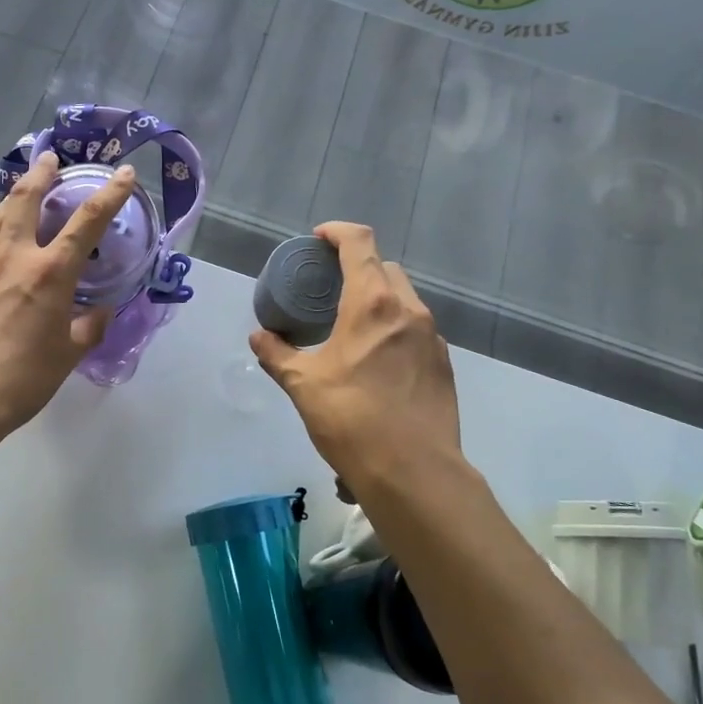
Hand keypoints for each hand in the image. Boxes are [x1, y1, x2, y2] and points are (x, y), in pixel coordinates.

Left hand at [0, 153, 135, 434]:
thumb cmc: (22, 379)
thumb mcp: (68, 355)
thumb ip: (88, 327)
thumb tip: (100, 311)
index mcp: (50, 273)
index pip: (86, 221)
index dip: (109, 194)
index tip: (122, 173)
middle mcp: (15, 256)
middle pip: (28, 199)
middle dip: (42, 174)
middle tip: (51, 158)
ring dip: (15, 193)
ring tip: (24, 185)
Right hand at [250, 222, 461, 494]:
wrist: (413, 472)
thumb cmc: (351, 419)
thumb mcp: (302, 385)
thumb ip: (277, 354)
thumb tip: (258, 337)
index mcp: (372, 303)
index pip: (359, 243)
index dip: (337, 232)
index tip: (318, 239)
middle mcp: (408, 310)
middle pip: (385, 267)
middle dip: (358, 266)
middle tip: (329, 286)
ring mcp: (432, 336)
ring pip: (405, 298)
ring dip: (379, 297)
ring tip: (352, 324)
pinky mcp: (444, 363)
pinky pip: (417, 328)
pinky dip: (395, 327)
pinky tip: (377, 359)